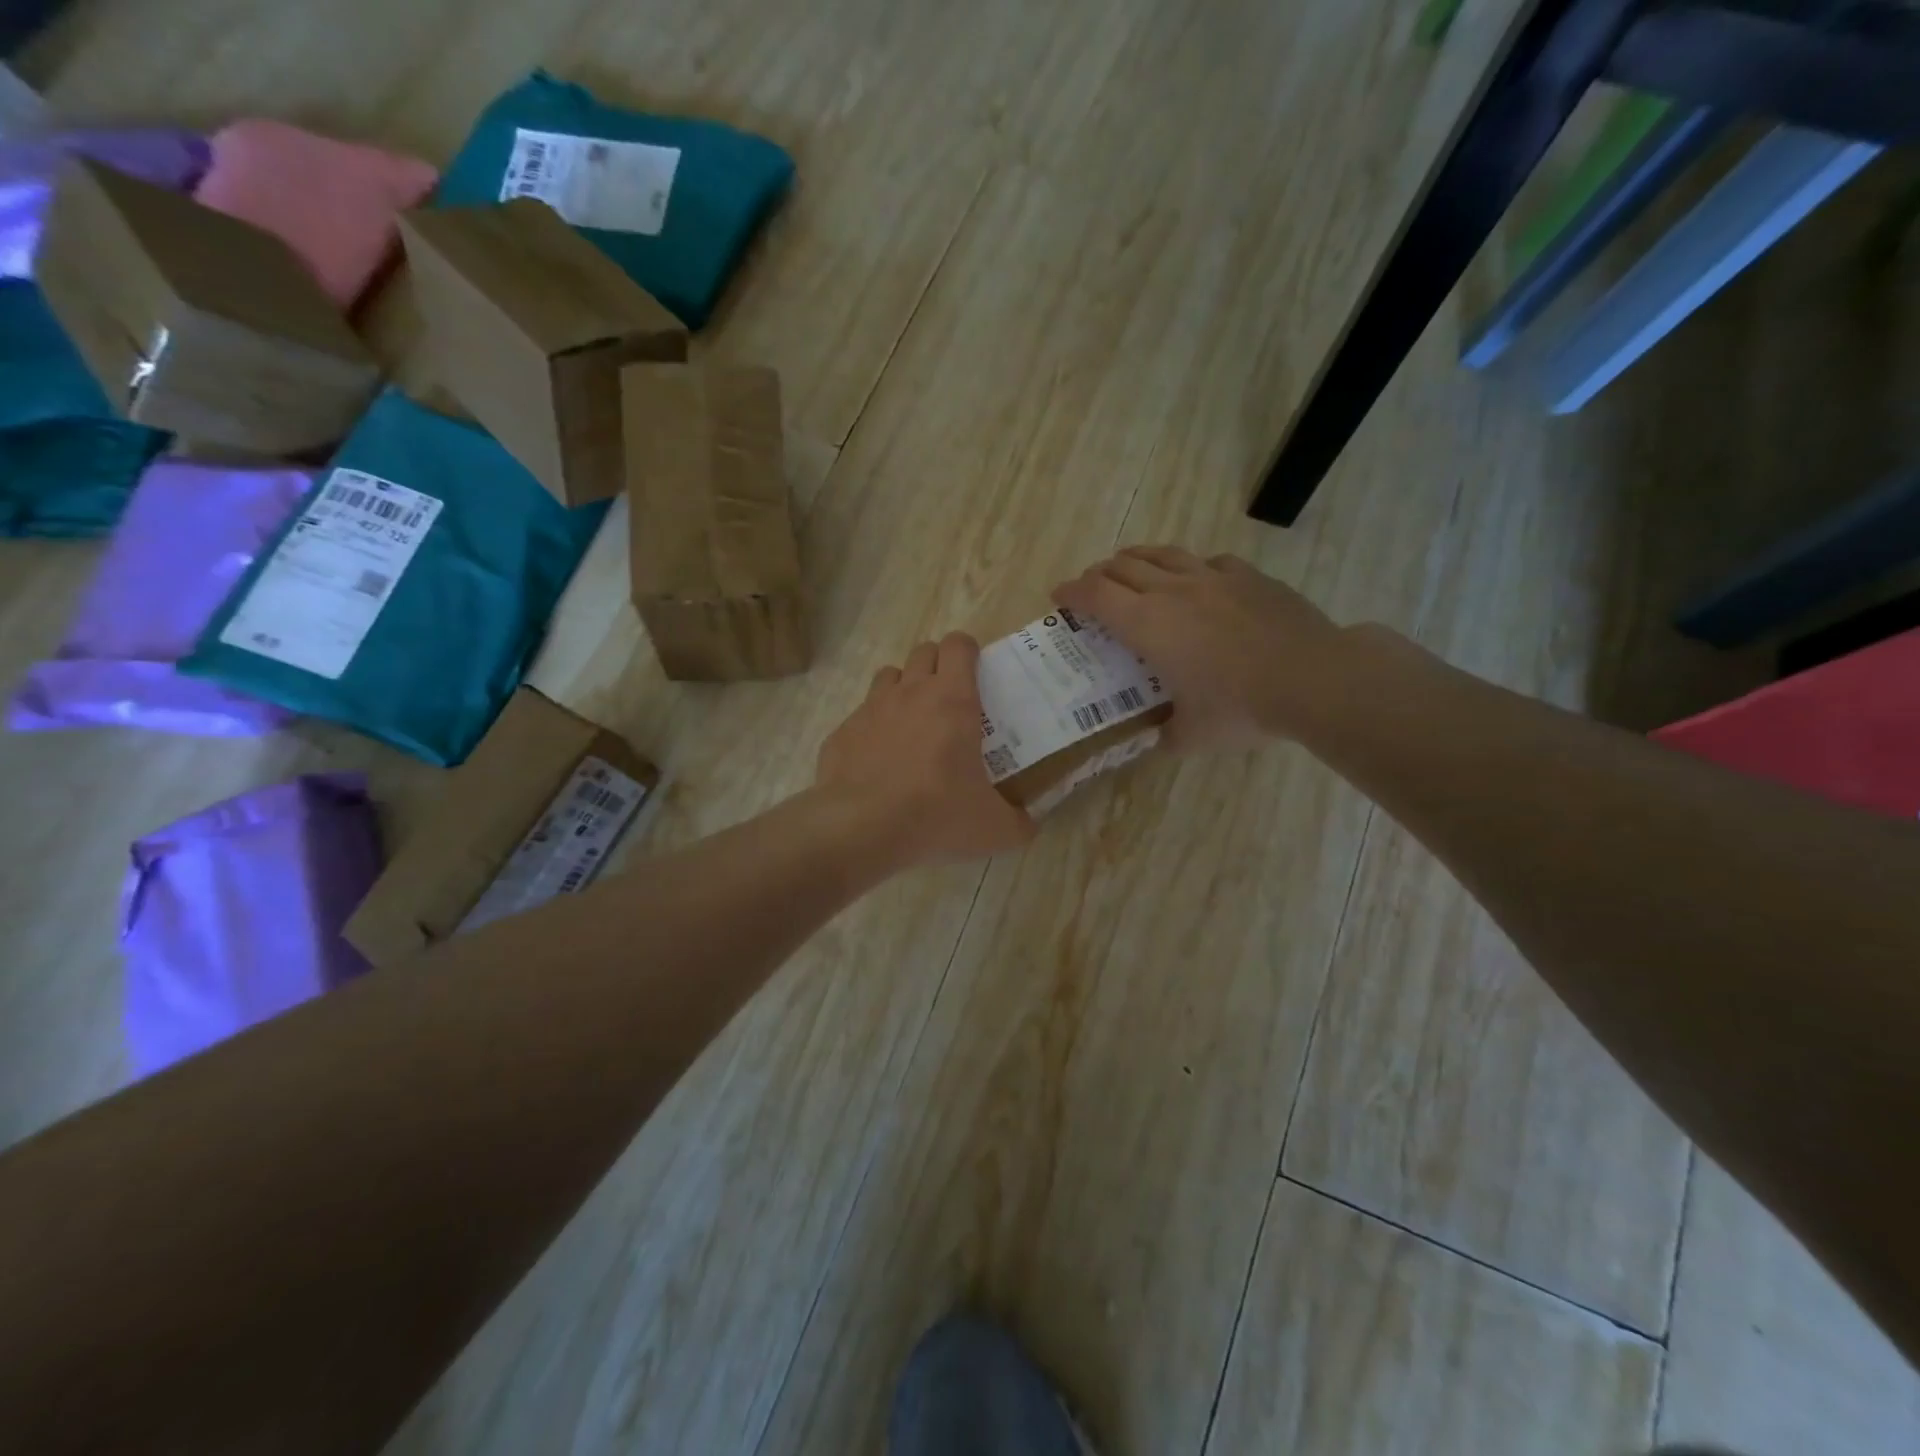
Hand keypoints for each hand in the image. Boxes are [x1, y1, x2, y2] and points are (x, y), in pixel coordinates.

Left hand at [816, 633, 1036, 868]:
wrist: (861, 828)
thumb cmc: (936, 815)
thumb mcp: (994, 829)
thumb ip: (1020, 823)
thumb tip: (1029, 824)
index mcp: (952, 700)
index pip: (958, 645)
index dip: (967, 652)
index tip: (975, 673)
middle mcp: (909, 692)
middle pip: (923, 652)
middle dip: (937, 666)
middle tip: (949, 701)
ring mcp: (870, 709)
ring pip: (889, 676)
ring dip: (903, 689)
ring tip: (912, 724)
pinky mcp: (842, 733)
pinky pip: (860, 717)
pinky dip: (872, 730)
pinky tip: (878, 762)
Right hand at [1054, 546, 1343, 749]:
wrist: (1313, 678)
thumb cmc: (1240, 708)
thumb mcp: (1191, 735)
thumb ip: (1164, 735)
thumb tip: (1154, 740)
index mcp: (1147, 624)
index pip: (1095, 595)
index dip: (1071, 592)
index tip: (1058, 596)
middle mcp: (1172, 590)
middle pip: (1121, 567)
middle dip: (1097, 574)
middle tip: (1090, 589)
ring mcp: (1213, 577)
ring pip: (1161, 554)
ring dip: (1136, 559)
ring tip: (1129, 568)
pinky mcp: (1248, 576)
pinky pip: (1207, 561)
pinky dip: (1189, 567)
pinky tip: (1196, 579)